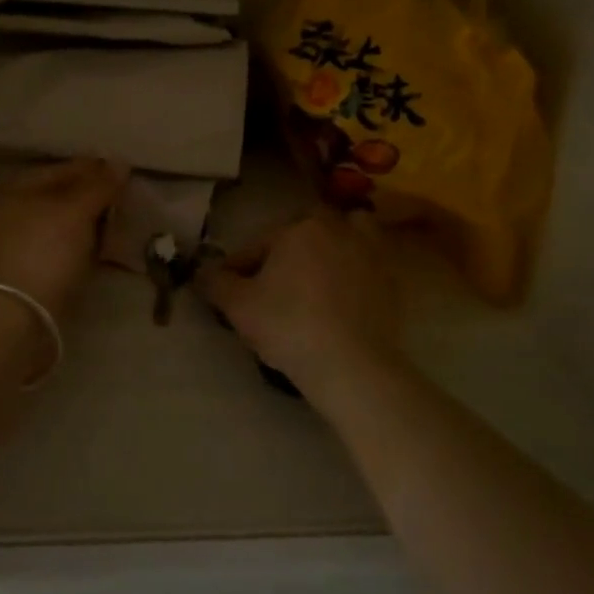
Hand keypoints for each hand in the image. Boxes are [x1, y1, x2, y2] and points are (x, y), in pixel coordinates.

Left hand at [0, 159, 128, 315]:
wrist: (14, 321)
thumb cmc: (42, 251)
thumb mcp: (75, 211)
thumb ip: (99, 185)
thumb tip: (120, 162)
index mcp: (7, 189)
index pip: (58, 170)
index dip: (93, 171)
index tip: (126, 175)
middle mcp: (2, 214)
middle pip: (57, 199)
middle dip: (92, 200)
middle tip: (126, 202)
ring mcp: (10, 247)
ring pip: (58, 227)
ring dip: (87, 227)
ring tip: (119, 228)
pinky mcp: (22, 276)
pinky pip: (57, 252)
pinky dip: (78, 250)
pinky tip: (100, 252)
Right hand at [195, 209, 402, 402]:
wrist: (351, 365)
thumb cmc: (288, 326)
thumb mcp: (238, 306)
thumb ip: (215, 282)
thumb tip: (201, 271)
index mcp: (298, 228)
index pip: (258, 245)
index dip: (239, 270)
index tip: (230, 294)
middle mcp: (338, 228)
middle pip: (302, 237)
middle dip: (286, 256)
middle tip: (273, 290)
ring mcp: (371, 253)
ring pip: (345, 239)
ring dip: (332, 250)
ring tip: (317, 280)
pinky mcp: (392, 281)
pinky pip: (368, 267)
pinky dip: (356, 274)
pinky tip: (343, 300)